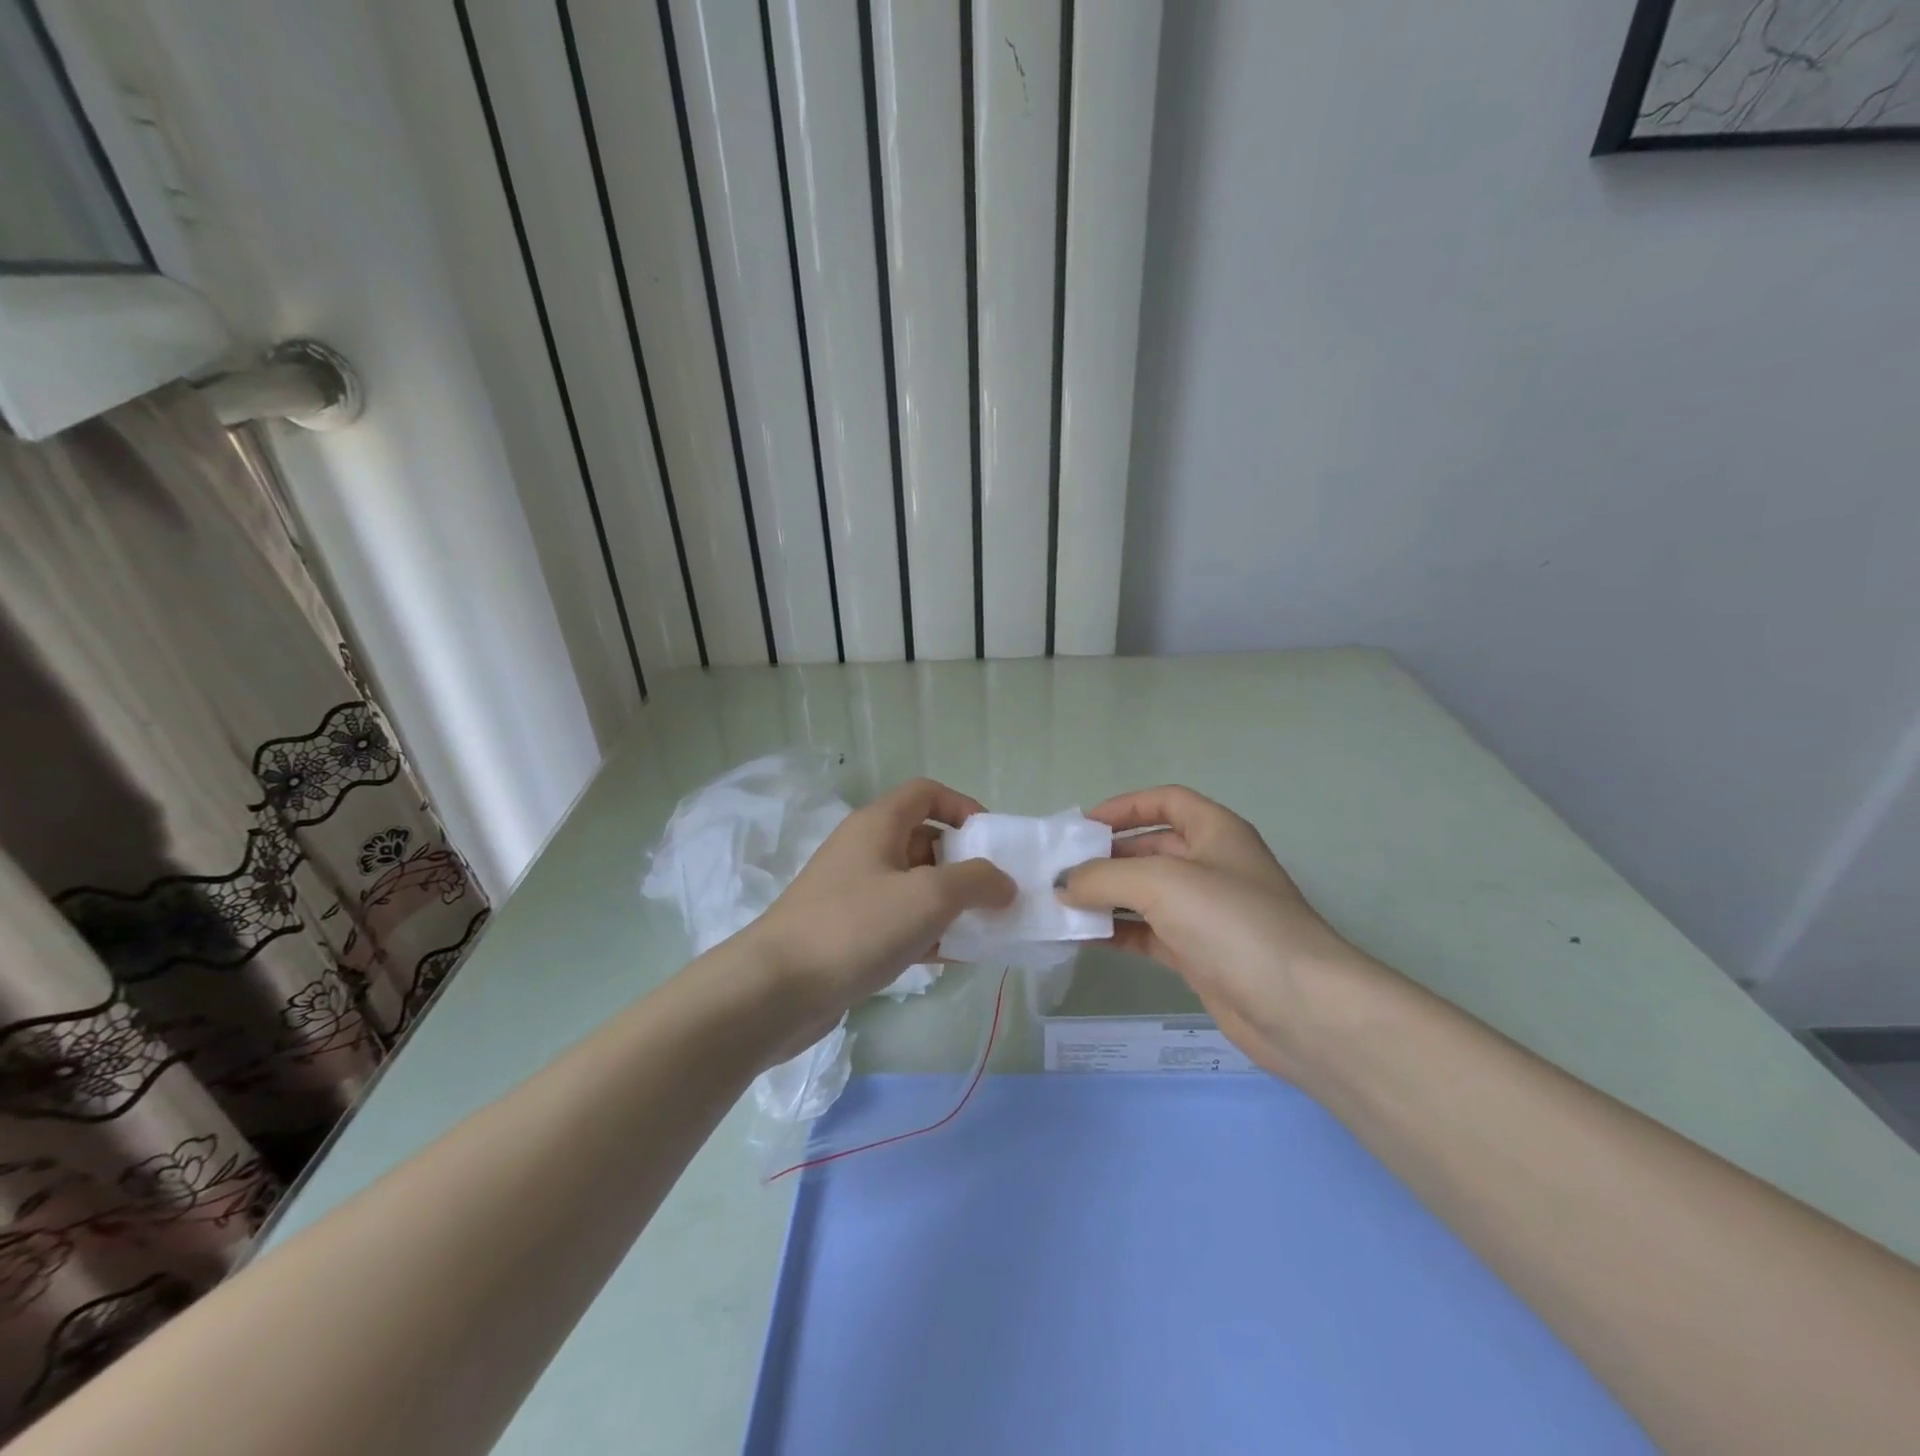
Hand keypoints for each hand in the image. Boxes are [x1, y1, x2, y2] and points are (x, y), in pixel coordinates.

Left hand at [744, 778, 1014, 1041]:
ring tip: (986, 929)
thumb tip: (1004, 882)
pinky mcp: (849, 933)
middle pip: (925, 841)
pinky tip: (956, 958)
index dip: (964, 807)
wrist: (776, 990)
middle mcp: (864, 850)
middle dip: (964, 864)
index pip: (927, 793)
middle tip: (996, 894)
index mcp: (878, 824)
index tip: (992, 843)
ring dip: (951, 904)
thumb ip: (976, 882)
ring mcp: (854, 893)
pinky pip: (899, 922)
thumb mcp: (928, 896)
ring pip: (914, 886)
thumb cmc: (856, 927)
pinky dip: (929, 933)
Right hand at [1058, 786, 1379, 1078]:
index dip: (1124, 806)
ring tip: (1060, 904)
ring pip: (1145, 894)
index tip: (1081, 826)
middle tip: (1059, 871)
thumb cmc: (1232, 923)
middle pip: (1150, 848)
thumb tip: (1062, 883)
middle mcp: (1212, 866)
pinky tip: (1083, 938)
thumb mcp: (1161, 883)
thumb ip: (1103, 877)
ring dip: (1106, 897)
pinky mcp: (1199, 954)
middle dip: (1106, 856)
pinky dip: (1117, 932)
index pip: (1166, 801)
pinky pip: (1148, 933)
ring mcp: (1206, 913)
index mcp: (1215, 831)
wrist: (1300, 1008)